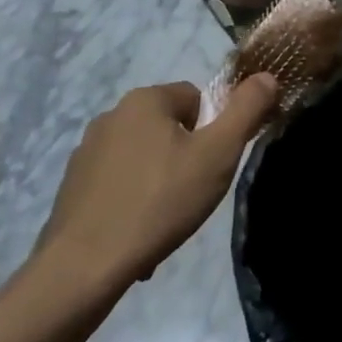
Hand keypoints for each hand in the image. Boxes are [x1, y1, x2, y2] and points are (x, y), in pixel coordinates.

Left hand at [35, 75, 280, 288]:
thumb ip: (246, 111)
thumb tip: (268, 75)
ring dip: (158, 182)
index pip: (196, 99)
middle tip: (191, 197)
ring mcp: (87, 150)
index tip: (209, 168)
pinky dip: (131, 202)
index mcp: (145, 99)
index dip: (210, 133)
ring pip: (143, 157)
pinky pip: (117, 184)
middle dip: (184, 158)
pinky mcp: (73, 184)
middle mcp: (112, 114)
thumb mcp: (217, 155)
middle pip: (168, 128)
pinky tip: (136, 235)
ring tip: (164, 222)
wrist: (84, 266)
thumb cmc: (160, 202)